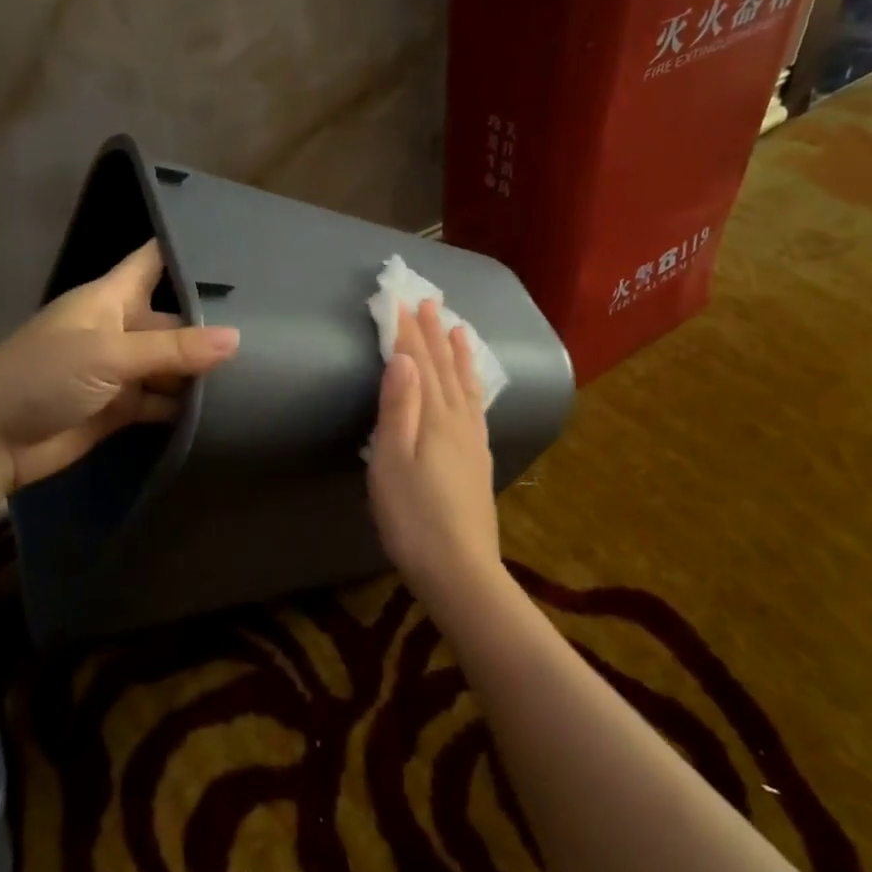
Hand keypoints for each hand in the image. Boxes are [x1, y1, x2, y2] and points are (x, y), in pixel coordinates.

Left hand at [0, 241, 238, 493]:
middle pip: (174, 318)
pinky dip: (186, 404)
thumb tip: (237, 339)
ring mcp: (120, 370)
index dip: (189, 251)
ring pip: (171, 363)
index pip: (154, 261)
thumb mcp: (109, 354)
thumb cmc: (41, 377)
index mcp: (110, 298)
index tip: (239, 247)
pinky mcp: (121, 408)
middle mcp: (119, 328)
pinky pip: (162, 400)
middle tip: (271, 325)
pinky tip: (225, 406)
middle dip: (212, 322)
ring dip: (202, 369)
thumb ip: (173, 350)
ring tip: (261, 366)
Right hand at [367, 298, 501, 597]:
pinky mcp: (479, 460)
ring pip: (466, 385)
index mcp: (435, 418)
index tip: (402, 303)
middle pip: (445, 369)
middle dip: (434, 335)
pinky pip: (478, 408)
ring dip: (459, 355)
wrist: (460, 569)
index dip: (409, 334)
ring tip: (459, 330)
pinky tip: (474, 387)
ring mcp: (473, 441)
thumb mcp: (392, 462)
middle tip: (431, 302)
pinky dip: (474, 386)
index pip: (419, 365)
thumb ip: (398, 408)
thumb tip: (401, 358)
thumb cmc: (413, 518)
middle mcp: (459, 422)